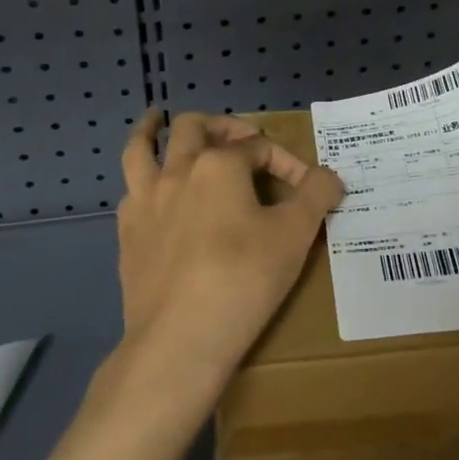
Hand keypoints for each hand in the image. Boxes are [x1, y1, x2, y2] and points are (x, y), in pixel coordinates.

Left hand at [116, 110, 344, 394]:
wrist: (179, 340)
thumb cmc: (243, 279)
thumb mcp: (295, 234)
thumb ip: (316, 195)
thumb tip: (331, 177)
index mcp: (219, 164)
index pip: (259, 147)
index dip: (287, 161)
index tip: (308, 189)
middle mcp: (177, 171)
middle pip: (194, 127)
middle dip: (221, 125)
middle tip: (239, 136)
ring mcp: (145, 201)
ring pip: (140, 149)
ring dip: (150, 130)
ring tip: (155, 119)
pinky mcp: (127, 234)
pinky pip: (130, 191)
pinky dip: (142, 180)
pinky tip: (150, 191)